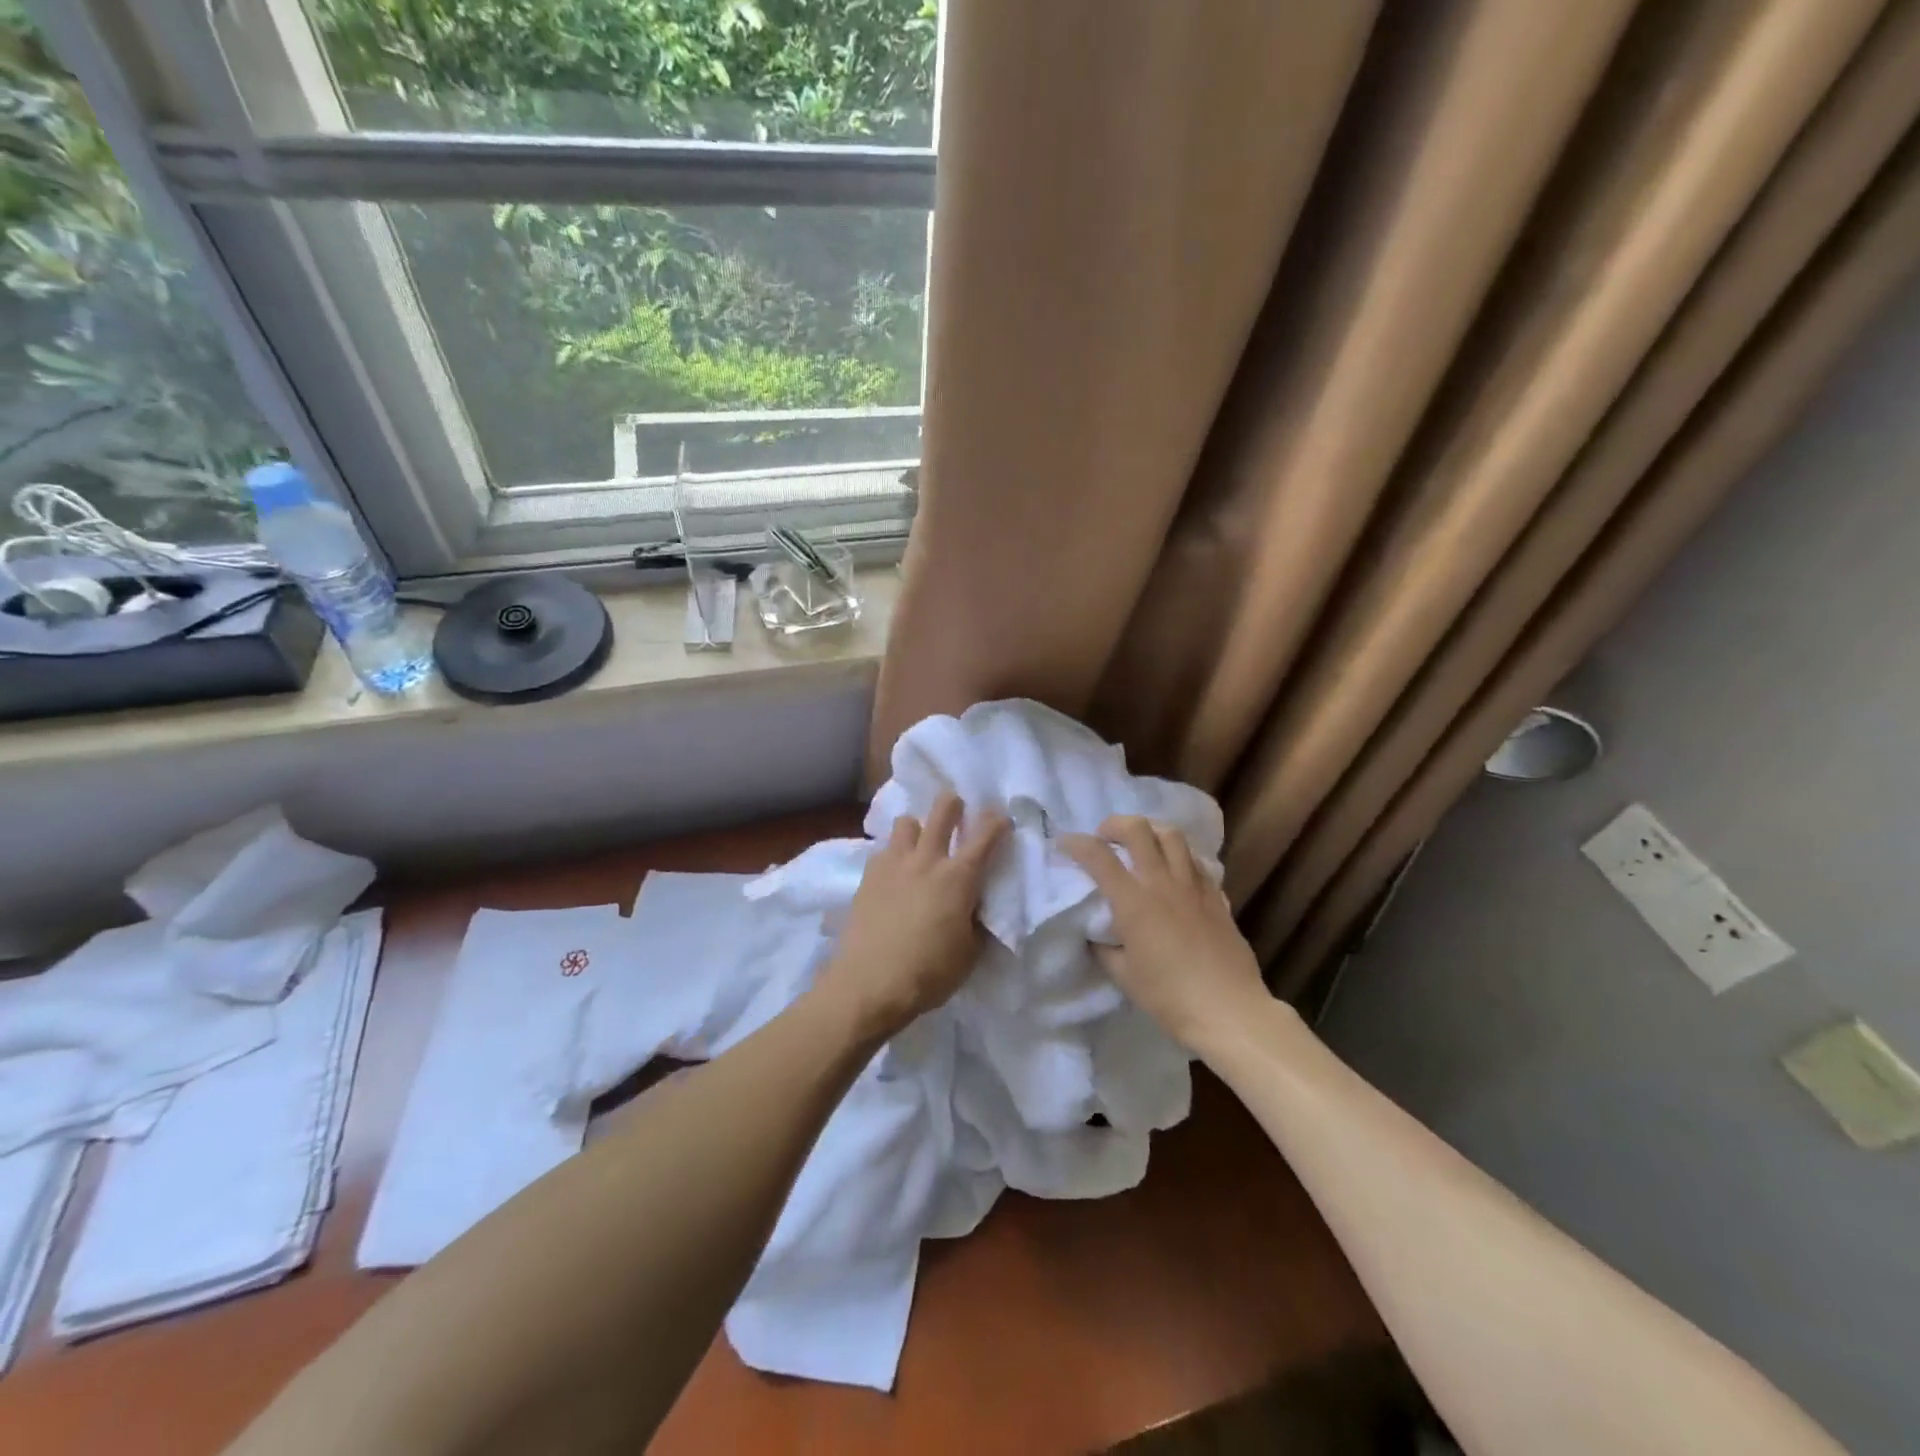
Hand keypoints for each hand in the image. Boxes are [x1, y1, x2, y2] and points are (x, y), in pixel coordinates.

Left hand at [815, 792, 1009, 1042]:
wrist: (870, 984)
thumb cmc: (929, 972)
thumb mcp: (970, 953)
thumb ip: (978, 921)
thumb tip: (978, 906)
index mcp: (959, 877)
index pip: (986, 834)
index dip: (997, 821)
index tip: (1001, 820)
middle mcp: (927, 859)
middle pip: (942, 808)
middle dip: (954, 805)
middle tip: (957, 817)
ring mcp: (894, 864)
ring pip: (906, 821)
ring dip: (918, 828)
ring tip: (920, 848)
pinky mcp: (868, 876)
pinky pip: (884, 849)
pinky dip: (893, 855)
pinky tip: (895, 876)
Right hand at [1063, 815, 1268, 1052]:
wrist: (1228, 1010)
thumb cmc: (1169, 997)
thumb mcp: (1123, 975)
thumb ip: (1105, 947)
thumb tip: (1097, 933)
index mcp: (1133, 901)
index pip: (1098, 856)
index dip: (1075, 843)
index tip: (1063, 843)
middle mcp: (1162, 883)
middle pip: (1138, 829)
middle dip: (1114, 824)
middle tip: (1105, 837)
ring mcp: (1193, 886)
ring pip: (1172, 835)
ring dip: (1150, 830)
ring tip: (1141, 843)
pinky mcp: (1216, 896)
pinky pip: (1195, 860)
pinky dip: (1178, 855)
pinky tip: (1174, 870)